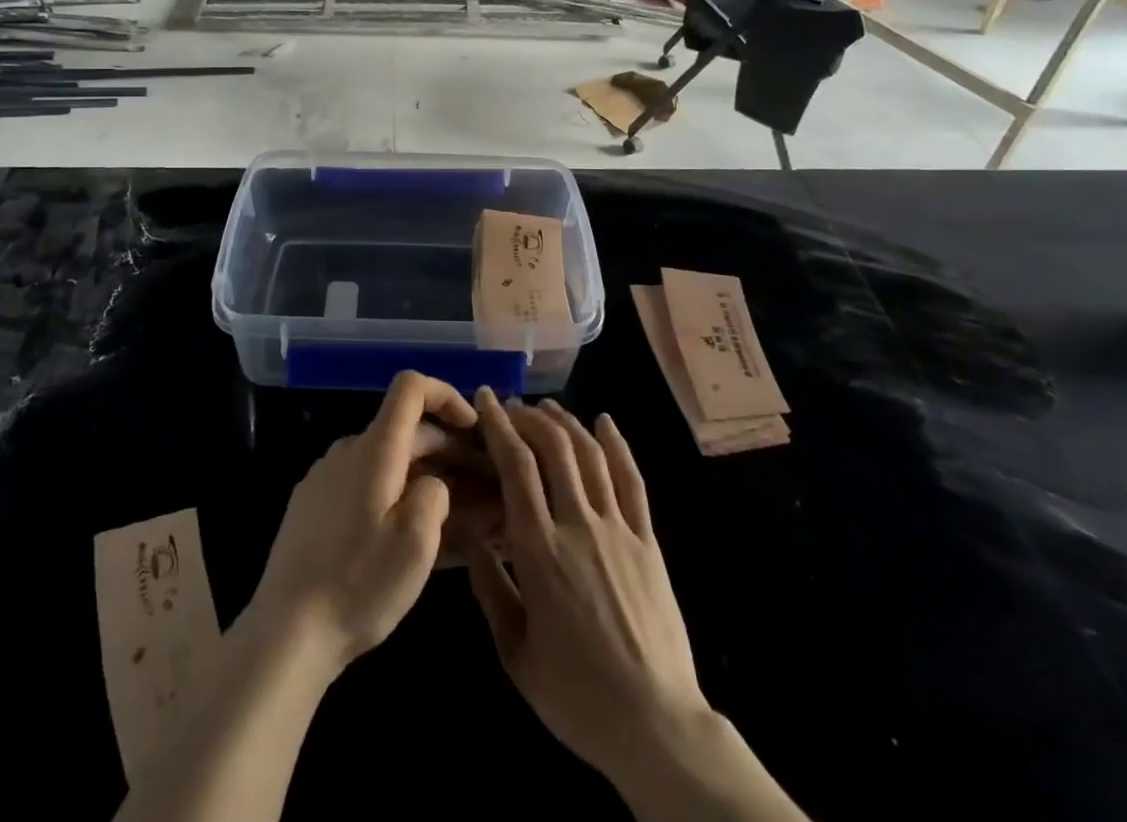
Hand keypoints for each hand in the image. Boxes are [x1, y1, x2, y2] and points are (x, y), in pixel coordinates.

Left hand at [247, 371, 476, 671]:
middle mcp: (347, 451)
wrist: (287, 632)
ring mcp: (326, 478)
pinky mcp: (313, 506)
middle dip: (447, 450)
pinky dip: (394, 496)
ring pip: (386, 461)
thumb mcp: (416, 543)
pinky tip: (408, 537)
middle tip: (481, 487)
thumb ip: (435, 494)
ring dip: (423, 477)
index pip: (410, 387)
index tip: (472, 428)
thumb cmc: (358, 584)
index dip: (445, 395)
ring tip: (453, 519)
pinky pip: (364, 485)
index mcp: (374, 449)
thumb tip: (433, 483)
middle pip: (404, 430)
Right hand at [467, 392, 709, 785]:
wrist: (656, 726)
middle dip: (529, 417)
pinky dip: (618, 444)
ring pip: (591, 455)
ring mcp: (619, 530)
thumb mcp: (516, 652)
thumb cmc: (576, 696)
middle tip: (511, 406)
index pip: (516, 467)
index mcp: (540, 551)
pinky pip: (632, 481)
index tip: (485, 399)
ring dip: (567, 423)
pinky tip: (605, 422)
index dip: (499, 426)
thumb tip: (470, 536)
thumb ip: (489, 588)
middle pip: (554, 449)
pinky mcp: (648, 541)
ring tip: (547, 407)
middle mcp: (579, 526)